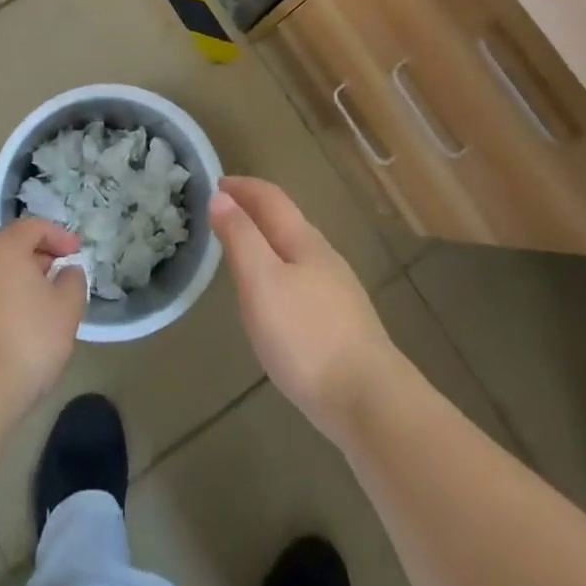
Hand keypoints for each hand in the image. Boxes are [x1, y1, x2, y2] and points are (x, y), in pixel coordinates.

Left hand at [0, 218, 86, 427]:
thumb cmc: (25, 342)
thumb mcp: (66, 310)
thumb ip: (73, 281)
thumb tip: (66, 271)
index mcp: (1, 248)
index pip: (33, 227)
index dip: (59, 235)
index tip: (77, 252)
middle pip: (8, 248)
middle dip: (37, 258)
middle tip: (59, 276)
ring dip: (15, 282)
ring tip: (38, 306)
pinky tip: (11, 330)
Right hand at [211, 176, 401, 444]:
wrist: (369, 401)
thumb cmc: (306, 336)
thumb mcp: (261, 281)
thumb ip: (240, 237)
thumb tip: (222, 196)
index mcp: (303, 241)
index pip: (271, 198)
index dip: (243, 187)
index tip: (216, 183)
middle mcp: (324, 257)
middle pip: (286, 222)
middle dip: (254, 212)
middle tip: (222, 215)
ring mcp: (338, 291)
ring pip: (296, 252)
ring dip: (267, 242)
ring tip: (242, 253)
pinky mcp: (343, 323)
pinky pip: (303, 280)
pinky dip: (279, 271)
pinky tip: (274, 298)